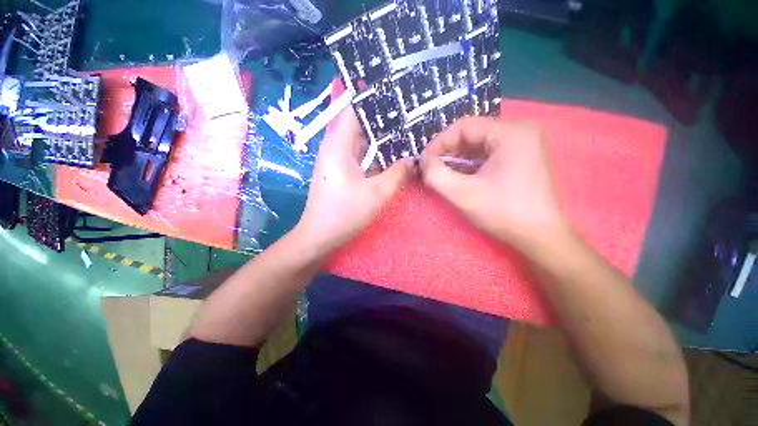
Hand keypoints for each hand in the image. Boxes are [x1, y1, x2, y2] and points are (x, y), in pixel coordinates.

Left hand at [295, 106, 413, 254]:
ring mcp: (337, 159)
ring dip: (380, 137)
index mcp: (338, 145)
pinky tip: (391, 155)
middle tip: (409, 114)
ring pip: (360, 140)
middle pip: (359, 123)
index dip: (374, 98)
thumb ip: (398, 173)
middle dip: (383, 119)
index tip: (397, 94)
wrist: (319, 236)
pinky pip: (359, 155)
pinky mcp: (340, 171)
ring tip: (405, 131)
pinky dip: (374, 153)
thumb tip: (413, 159)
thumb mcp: (377, 193)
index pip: (354, 109)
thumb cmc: (344, 213)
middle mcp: (335, 147)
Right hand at [420, 116, 569, 253]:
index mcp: (511, 132)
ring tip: (441, 173)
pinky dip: (469, 163)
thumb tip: (423, 162)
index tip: (425, 162)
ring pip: (478, 144)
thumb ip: (436, 175)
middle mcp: (520, 131)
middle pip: (472, 133)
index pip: (464, 126)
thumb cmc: (504, 213)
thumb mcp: (463, 194)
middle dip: (447, 151)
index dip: (439, 142)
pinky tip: (458, 176)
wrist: (539, 237)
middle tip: (431, 169)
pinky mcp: (521, 157)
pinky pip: (487, 153)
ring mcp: (523, 144)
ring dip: (456, 158)